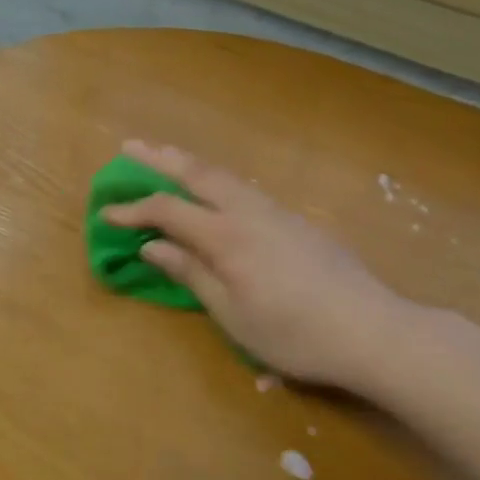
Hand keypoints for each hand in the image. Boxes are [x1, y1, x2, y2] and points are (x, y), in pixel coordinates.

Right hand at [100, 141, 410, 396]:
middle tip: (129, 146)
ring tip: (165, 154)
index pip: (169, 211)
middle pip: (197, 174)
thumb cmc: (295, 333)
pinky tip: (214, 188)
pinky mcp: (295, 220)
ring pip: (224, 175)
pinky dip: (216, 178)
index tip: (106, 211)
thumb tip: (153, 246)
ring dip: (189, 163)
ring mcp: (276, 212)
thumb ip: (191, 273)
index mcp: (227, 236)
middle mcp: (249, 212)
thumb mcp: (233, 314)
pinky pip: (243, 187)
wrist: (374, 330)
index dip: (134, 209)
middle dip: (160, 158)